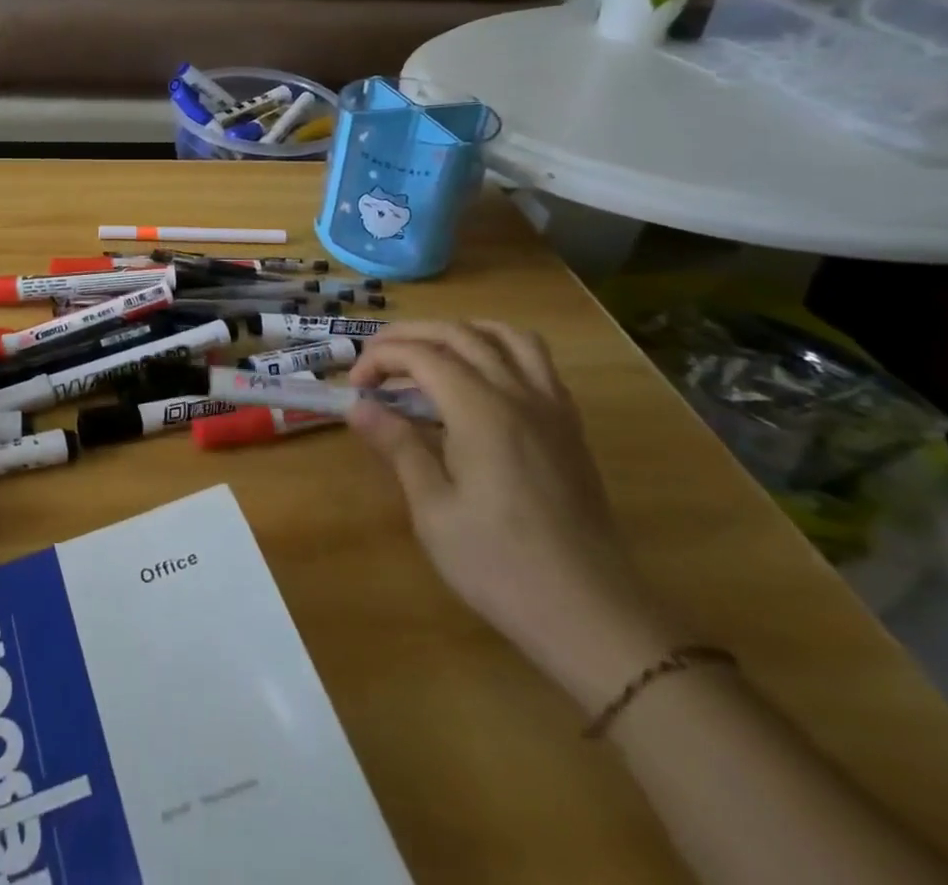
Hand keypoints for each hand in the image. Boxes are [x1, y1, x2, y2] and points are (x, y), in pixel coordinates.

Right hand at [348, 320, 679, 708]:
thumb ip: (398, 447)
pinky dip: (499, 350)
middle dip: (408, 336)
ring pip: (506, 336)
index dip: (380, 359)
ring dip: (459, 332)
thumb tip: (359, 407)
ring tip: (428, 354)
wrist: (592, 616)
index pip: (421, 356)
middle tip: (375, 361)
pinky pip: (536, 362)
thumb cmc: (501, 566)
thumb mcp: (434, 510)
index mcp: (481, 411)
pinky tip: (479, 380)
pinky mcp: (569, 427)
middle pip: (459, 334)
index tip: (355, 387)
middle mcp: (519, 394)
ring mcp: (551, 408)